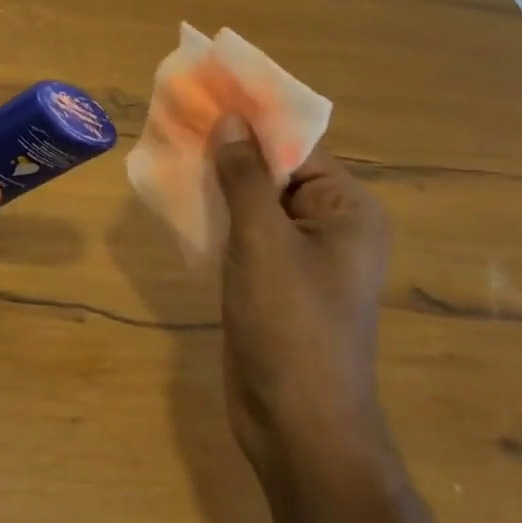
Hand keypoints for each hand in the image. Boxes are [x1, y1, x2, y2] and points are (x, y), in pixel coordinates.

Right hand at [212, 118, 391, 476]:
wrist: (298, 429)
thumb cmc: (290, 325)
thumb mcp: (262, 241)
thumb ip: (244, 175)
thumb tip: (230, 118)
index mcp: (347, 209)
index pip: (297, 145)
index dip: (251, 119)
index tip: (207, 94)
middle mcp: (332, 226)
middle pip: (276, 170)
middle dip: (230, 148)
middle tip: (180, 120)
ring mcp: (303, 256)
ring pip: (257, 201)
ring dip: (220, 180)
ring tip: (173, 150)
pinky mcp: (276, 281)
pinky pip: (247, 232)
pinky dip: (219, 214)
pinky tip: (181, 199)